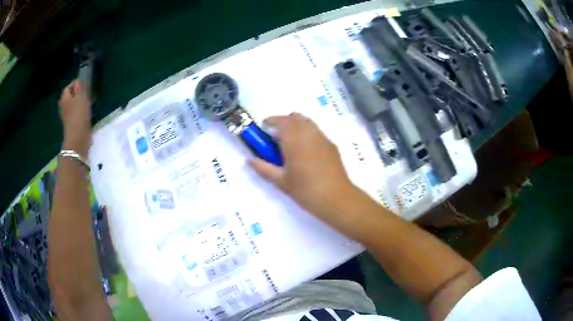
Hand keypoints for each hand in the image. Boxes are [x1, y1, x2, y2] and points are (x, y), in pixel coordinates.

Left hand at [59, 80, 91, 156]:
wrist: (77, 139)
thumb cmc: (79, 115)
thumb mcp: (81, 97)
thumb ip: (79, 87)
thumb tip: (78, 82)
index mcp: (64, 98)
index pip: (68, 86)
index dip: (76, 84)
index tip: (85, 85)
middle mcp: (64, 106)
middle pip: (71, 96)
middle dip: (78, 94)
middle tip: (88, 94)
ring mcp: (67, 116)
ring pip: (74, 104)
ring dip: (80, 103)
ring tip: (89, 103)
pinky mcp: (72, 124)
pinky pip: (76, 113)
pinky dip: (81, 111)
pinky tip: (87, 113)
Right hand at [249, 113, 353, 218]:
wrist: (336, 198)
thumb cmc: (306, 191)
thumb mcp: (281, 182)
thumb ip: (263, 168)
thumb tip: (248, 160)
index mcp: (294, 140)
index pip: (281, 121)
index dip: (271, 121)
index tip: (264, 126)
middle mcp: (309, 134)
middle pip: (295, 117)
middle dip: (283, 121)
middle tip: (276, 136)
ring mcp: (322, 138)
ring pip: (307, 122)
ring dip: (296, 125)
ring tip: (290, 142)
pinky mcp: (331, 145)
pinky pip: (316, 131)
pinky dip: (307, 132)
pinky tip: (305, 151)